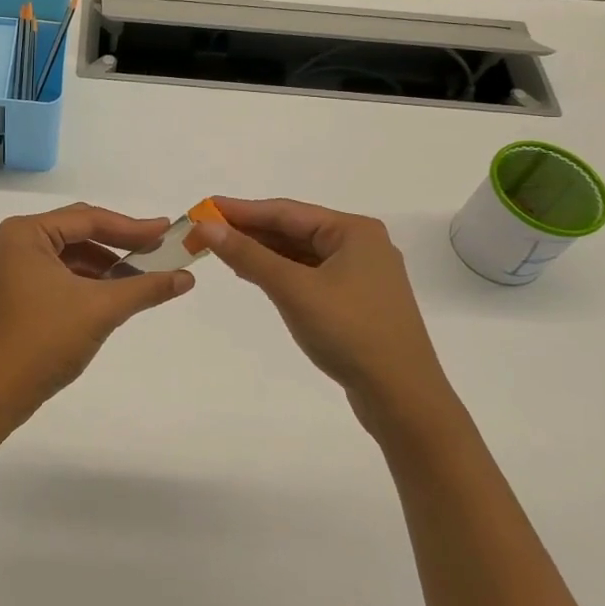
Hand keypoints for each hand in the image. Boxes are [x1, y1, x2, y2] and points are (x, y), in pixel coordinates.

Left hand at [0, 204, 194, 413]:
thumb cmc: (45, 340)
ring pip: (72, 254)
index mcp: (26, 233)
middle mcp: (17, 241)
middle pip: (79, 232)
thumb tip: (186, 278)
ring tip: (144, 276)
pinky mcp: (19, 290)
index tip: (168, 231)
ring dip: (107, 264)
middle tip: (159, 248)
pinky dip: (89, 281)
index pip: (88, 219)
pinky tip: (116, 293)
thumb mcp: (101, 309)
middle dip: (120, 243)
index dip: (132, 227)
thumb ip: (145, 288)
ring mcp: (15, 267)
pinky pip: (62, 273)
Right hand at [194, 198, 450, 430]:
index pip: (286, 211)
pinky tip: (255, 274)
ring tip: (221, 249)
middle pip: (294, 229)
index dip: (241, 210)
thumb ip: (248, 255)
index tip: (203, 208)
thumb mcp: (293, 288)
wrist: (402, 397)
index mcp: (353, 231)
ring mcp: (361, 275)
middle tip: (205, 231)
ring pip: (301, 253)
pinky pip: (309, 275)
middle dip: (250, 231)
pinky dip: (280, 272)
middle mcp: (360, 245)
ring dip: (263, 252)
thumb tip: (207, 226)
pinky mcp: (356, 302)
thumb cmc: (349, 332)